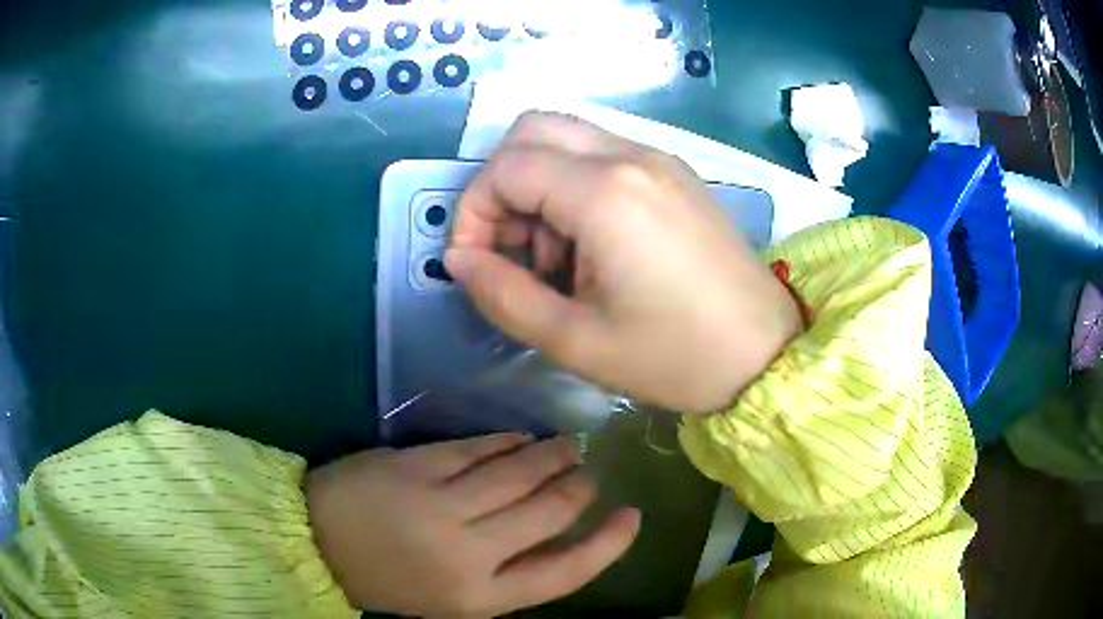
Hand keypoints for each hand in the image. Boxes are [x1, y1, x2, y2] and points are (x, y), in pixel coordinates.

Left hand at [307, 434, 640, 617]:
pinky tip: (521, 438)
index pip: (565, 573)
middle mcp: (469, 553)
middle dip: (578, 490)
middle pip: (548, 514)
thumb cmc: (390, 580)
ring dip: (551, 457)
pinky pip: (477, 449)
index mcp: (480, 597)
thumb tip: (557, 534)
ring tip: (568, 447)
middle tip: (590, 471)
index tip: (631, 516)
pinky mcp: (415, 467)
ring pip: (518, 474)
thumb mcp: (453, 598)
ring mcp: (441, 505)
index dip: (607, 545)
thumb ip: (506, 572)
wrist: (317, 545)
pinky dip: (507, 442)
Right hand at [446, 112, 800, 413]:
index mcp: (606, 193)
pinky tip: (595, 246)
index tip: (477, 263)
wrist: (767, 356)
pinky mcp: (675, 173)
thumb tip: (459, 259)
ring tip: (558, 259)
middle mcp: (631, 155)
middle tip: (514, 250)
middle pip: (532, 130)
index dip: (473, 212)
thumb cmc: (676, 358)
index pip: (505, 168)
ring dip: (539, 186)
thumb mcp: (576, 341)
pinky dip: (575, 186)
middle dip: (502, 185)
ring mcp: (659, 158)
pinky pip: (603, 155)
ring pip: (567, 138)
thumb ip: (502, 295)